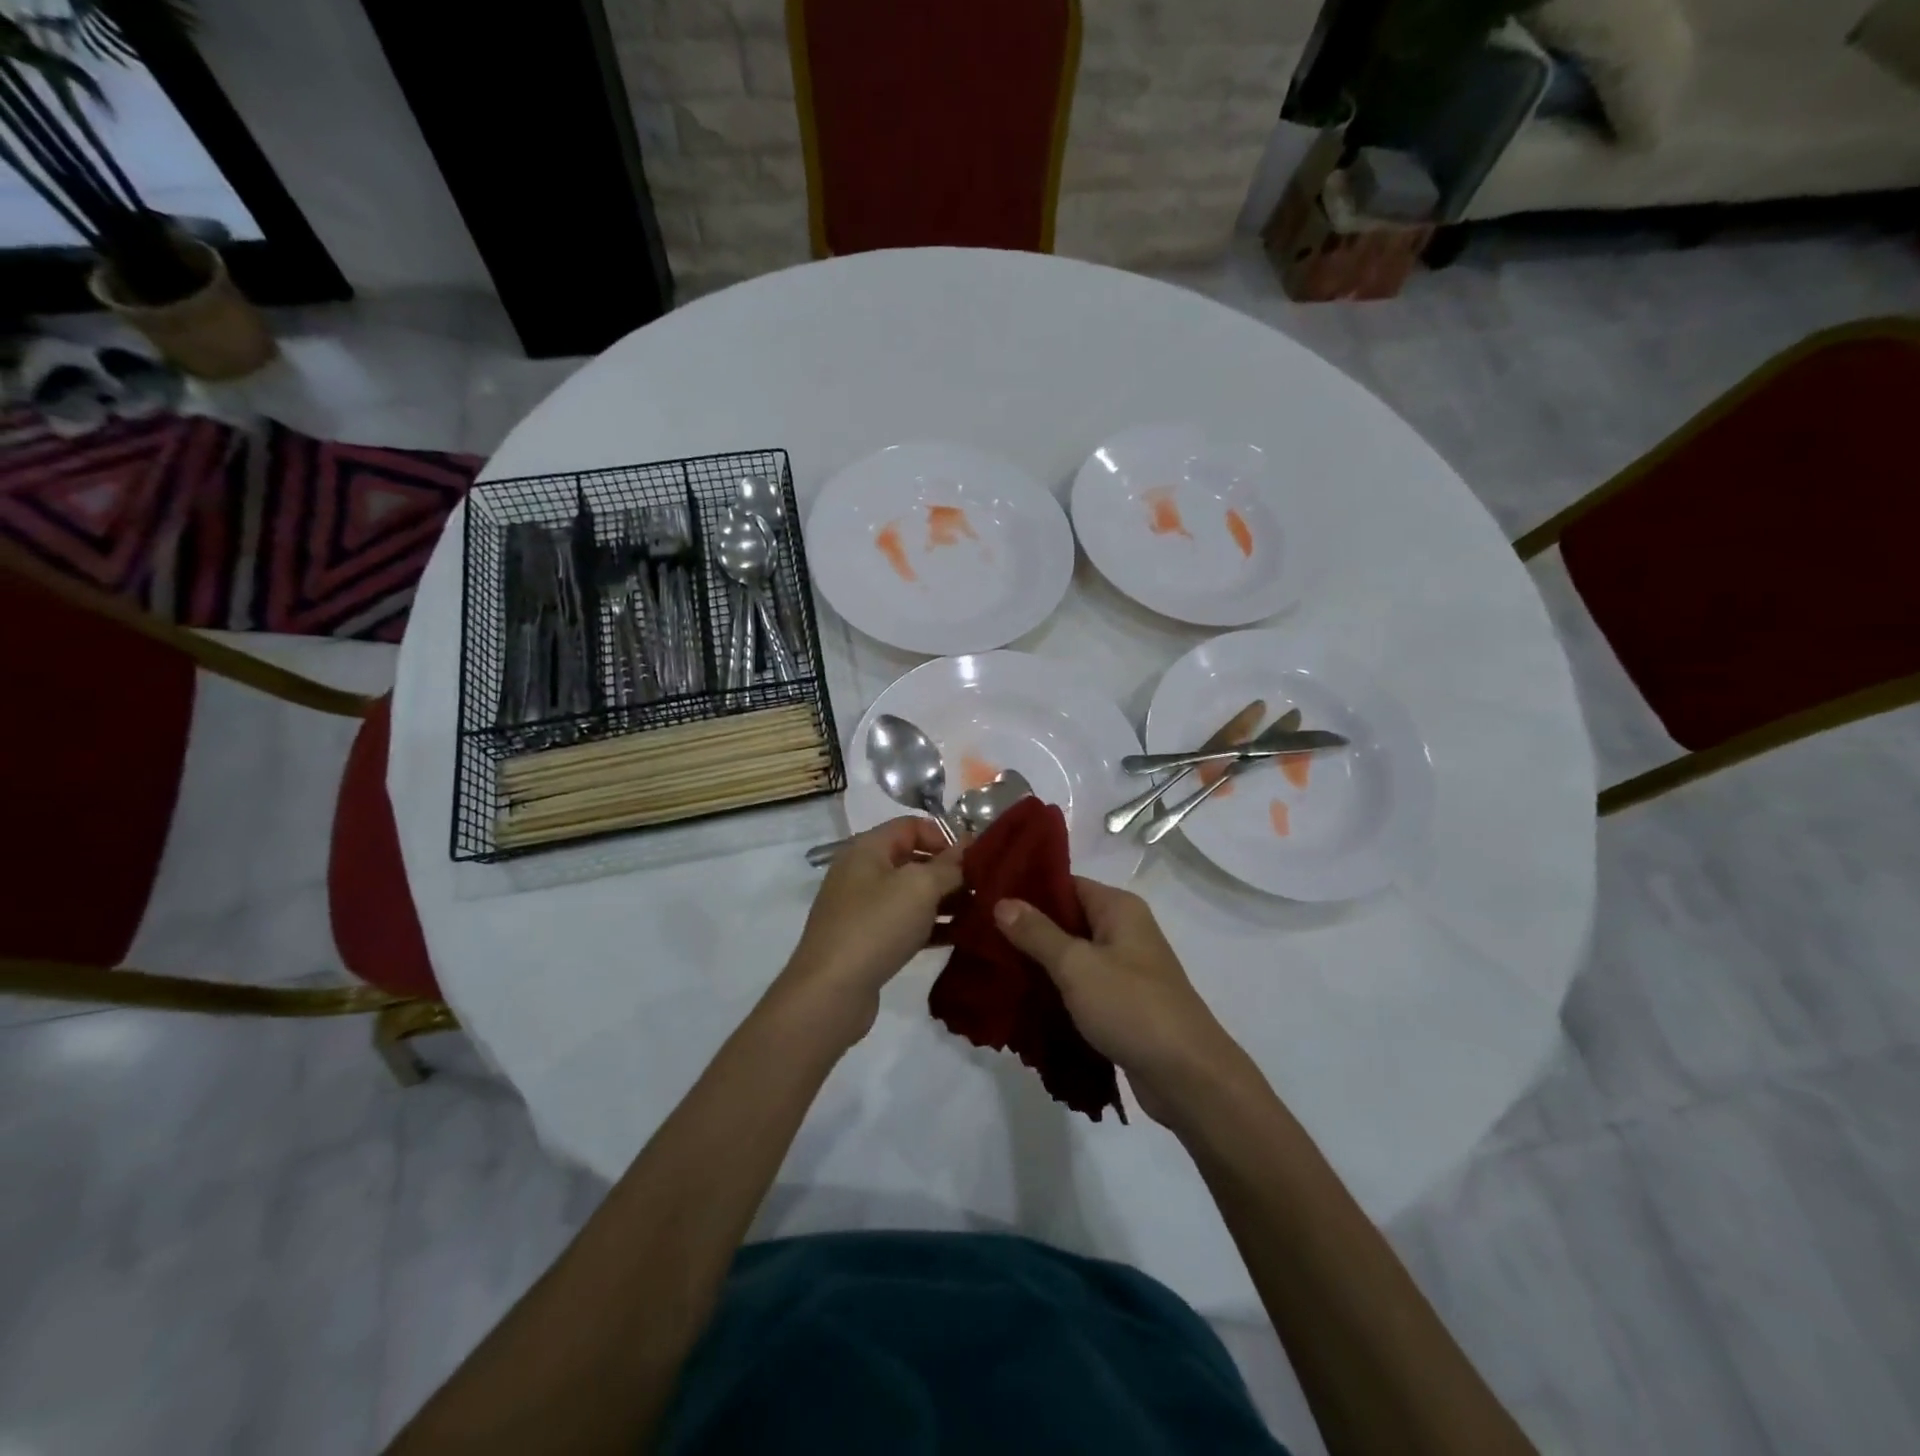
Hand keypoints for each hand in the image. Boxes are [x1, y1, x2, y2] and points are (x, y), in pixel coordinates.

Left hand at [781, 818, 962, 1041]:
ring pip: (912, 895)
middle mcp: (862, 872)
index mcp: (868, 849)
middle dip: (949, 871)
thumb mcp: (920, 887)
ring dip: (945, 901)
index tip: (975, 857)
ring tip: (981, 912)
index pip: (911, 826)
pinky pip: (907, 923)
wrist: (831, 992)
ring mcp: (863, 908)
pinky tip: (962, 936)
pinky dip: (932, 926)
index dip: (944, 835)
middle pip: (913, 859)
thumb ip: (949, 865)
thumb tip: (968, 846)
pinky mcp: (868, 941)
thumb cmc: (876, 926)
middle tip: (984, 887)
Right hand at [993, 880, 1243, 1125]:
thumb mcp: (1076, 965)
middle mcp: (1124, 930)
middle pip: (1067, 918)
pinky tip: (1022, 999)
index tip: (987, 898)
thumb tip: (1002, 901)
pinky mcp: (1122, 1003)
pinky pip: (1081, 985)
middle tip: (980, 936)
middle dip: (1027, 929)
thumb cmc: (1132, 1007)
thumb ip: (1037, 933)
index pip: (1066, 883)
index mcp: (1118, 908)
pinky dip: (1056, 989)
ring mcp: (1125, 968)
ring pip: (1072, 954)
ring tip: (992, 967)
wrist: (1188, 1076)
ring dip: (1038, 962)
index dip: (1027, 889)